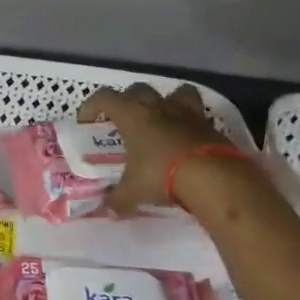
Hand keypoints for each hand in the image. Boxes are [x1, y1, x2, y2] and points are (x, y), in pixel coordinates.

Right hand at [77, 83, 250, 215]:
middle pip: (138, 89)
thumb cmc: (161, 175)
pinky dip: (189, 123)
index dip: (91, 106)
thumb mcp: (133, 191)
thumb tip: (108, 209)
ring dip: (167, 101)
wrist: (214, 177)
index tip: (86, 121)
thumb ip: (118, 198)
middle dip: (128, 101)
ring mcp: (187, 113)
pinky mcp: (210, 125)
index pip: (104, 97)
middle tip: (124, 121)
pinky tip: (185, 140)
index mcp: (132, 115)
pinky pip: (197, 115)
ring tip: (162, 119)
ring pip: (175, 92)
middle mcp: (158, 107)